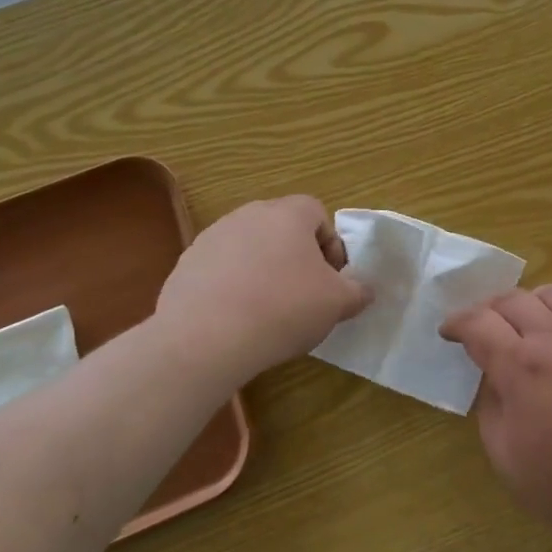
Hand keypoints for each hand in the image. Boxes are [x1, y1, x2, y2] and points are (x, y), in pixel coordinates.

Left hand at [154, 196, 371, 382]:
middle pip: (282, 228)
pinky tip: (236, 319)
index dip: (330, 245)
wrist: (205, 339)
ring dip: (263, 270)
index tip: (331, 279)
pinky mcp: (186, 265)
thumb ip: (358, 291)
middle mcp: (248, 214)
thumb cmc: (283, 308)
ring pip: (250, 248)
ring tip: (268, 310)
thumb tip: (364, 290)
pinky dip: (232, 287)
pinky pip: (221, 270)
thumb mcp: (337, 303)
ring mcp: (212, 237)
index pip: (317, 213)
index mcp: (288, 214)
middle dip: (296, 257)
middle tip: (304, 294)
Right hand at [441, 285, 551, 551]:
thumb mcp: (510, 463)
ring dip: (527, 303)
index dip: (457, 323)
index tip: (448, 332)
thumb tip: (493, 379)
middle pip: (512, 299)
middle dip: (487, 309)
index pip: (478, 323)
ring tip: (523, 325)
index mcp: (522, 366)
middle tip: (481, 329)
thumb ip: (492, 410)